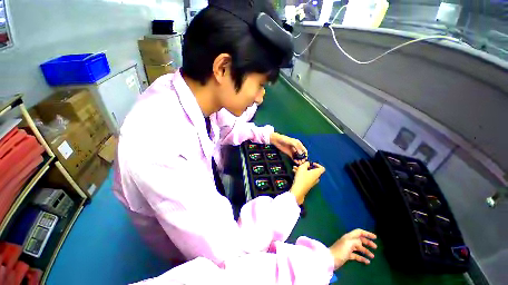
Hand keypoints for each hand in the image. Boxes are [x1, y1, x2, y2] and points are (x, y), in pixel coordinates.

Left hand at [270, 133, 307, 164]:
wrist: (277, 140)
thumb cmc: (284, 139)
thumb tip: (301, 153)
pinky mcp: (289, 153)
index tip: (305, 158)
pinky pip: (293, 157)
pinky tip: (296, 162)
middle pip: (301, 154)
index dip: (305, 154)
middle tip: (302, 162)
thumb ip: (297, 147)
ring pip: (297, 157)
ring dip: (299, 160)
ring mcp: (292, 151)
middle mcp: (296, 148)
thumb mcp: (292, 142)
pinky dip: (295, 160)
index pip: (304, 150)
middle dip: (302, 158)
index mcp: (298, 144)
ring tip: (299, 163)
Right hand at [290, 162, 324, 204]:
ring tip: (295, 168)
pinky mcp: (307, 184)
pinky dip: (301, 174)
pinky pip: (305, 177)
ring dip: (302, 170)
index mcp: (317, 173)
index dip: (317, 164)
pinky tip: (294, 172)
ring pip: (308, 173)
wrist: (298, 190)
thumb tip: (308, 163)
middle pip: (314, 170)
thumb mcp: (302, 167)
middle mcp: (316, 178)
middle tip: (301, 165)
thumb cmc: (301, 178)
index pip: (322, 168)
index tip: (311, 163)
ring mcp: (312, 182)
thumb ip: (306, 163)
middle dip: (306, 167)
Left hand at [329, 229, 376, 269]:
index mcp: (349, 237)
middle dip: (368, 242)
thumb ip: (356, 241)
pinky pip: (357, 255)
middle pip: (360, 240)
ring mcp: (348, 248)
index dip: (367, 233)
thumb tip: (361, 242)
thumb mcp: (349, 244)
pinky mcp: (348, 255)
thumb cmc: (340, 250)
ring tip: (372, 256)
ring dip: (366, 251)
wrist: (332, 259)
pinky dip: (362, 258)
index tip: (375, 237)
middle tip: (375, 247)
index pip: (359, 232)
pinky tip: (367, 262)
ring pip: (359, 248)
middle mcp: (349, 241)